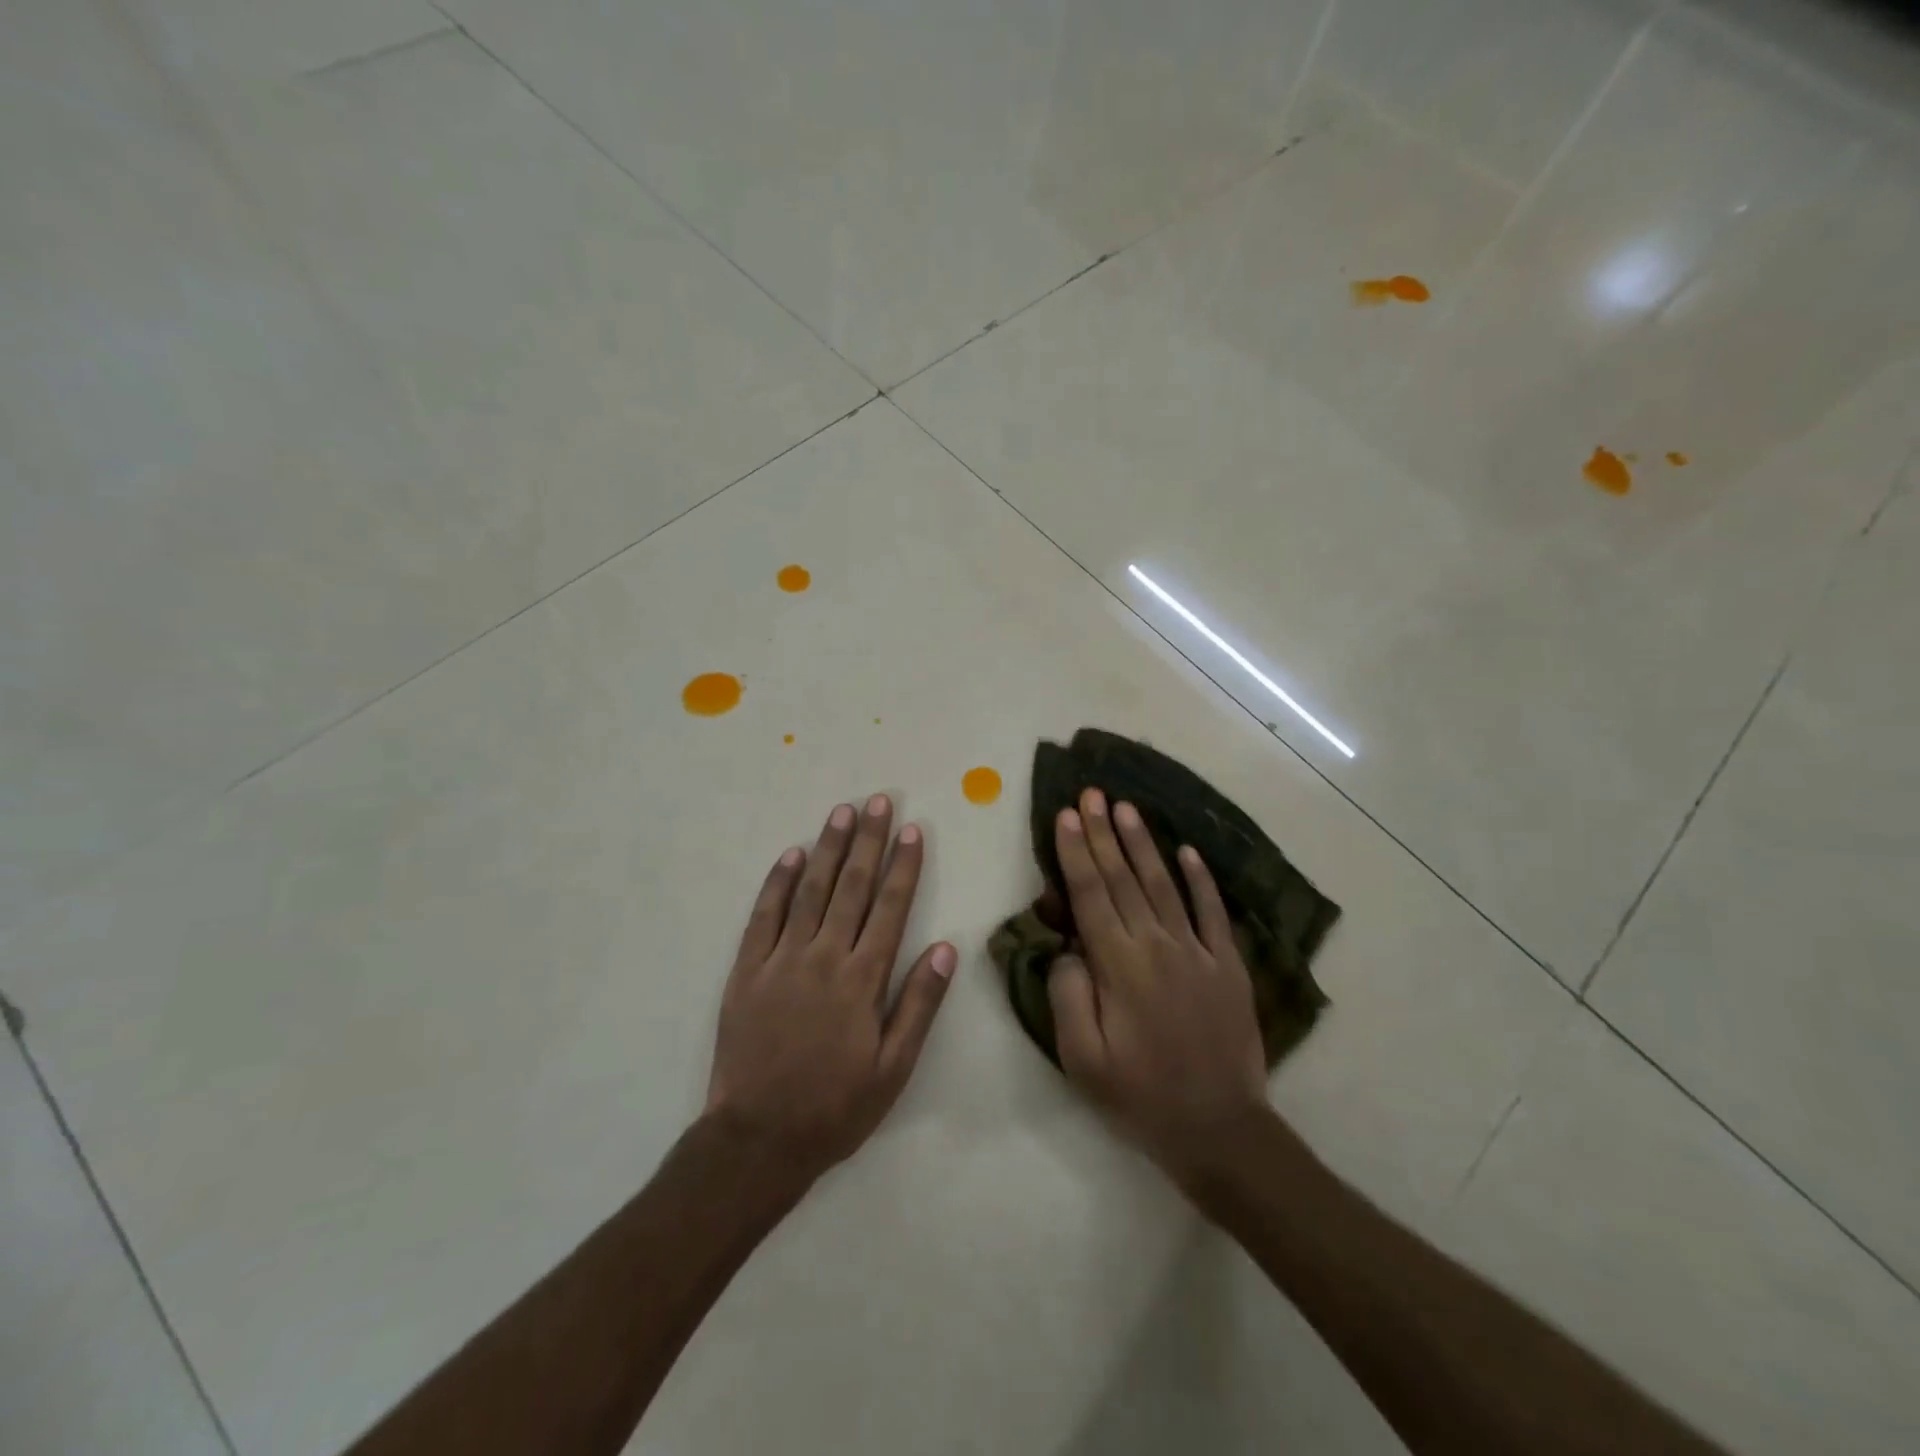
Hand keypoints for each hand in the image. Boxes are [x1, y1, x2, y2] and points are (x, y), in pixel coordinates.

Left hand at [705, 795, 956, 1184]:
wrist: (758, 1139)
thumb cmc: (835, 1107)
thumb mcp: (893, 1069)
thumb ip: (919, 1005)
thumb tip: (946, 948)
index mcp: (863, 980)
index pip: (890, 908)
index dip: (904, 866)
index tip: (913, 830)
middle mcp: (825, 957)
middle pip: (852, 887)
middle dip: (869, 841)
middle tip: (879, 802)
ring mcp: (782, 960)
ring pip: (810, 890)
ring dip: (829, 848)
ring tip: (843, 812)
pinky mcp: (747, 970)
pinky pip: (764, 916)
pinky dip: (777, 882)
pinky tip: (791, 854)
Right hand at [1048, 787, 1270, 1185]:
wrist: (1220, 1128)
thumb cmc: (1140, 1096)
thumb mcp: (1082, 1059)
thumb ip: (1068, 995)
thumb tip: (1069, 947)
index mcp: (1118, 966)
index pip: (1090, 894)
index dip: (1076, 852)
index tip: (1066, 815)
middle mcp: (1157, 945)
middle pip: (1123, 878)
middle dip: (1103, 833)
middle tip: (1092, 793)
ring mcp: (1197, 951)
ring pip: (1164, 884)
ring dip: (1143, 843)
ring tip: (1127, 808)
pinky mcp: (1228, 965)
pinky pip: (1213, 912)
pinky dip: (1201, 880)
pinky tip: (1188, 851)